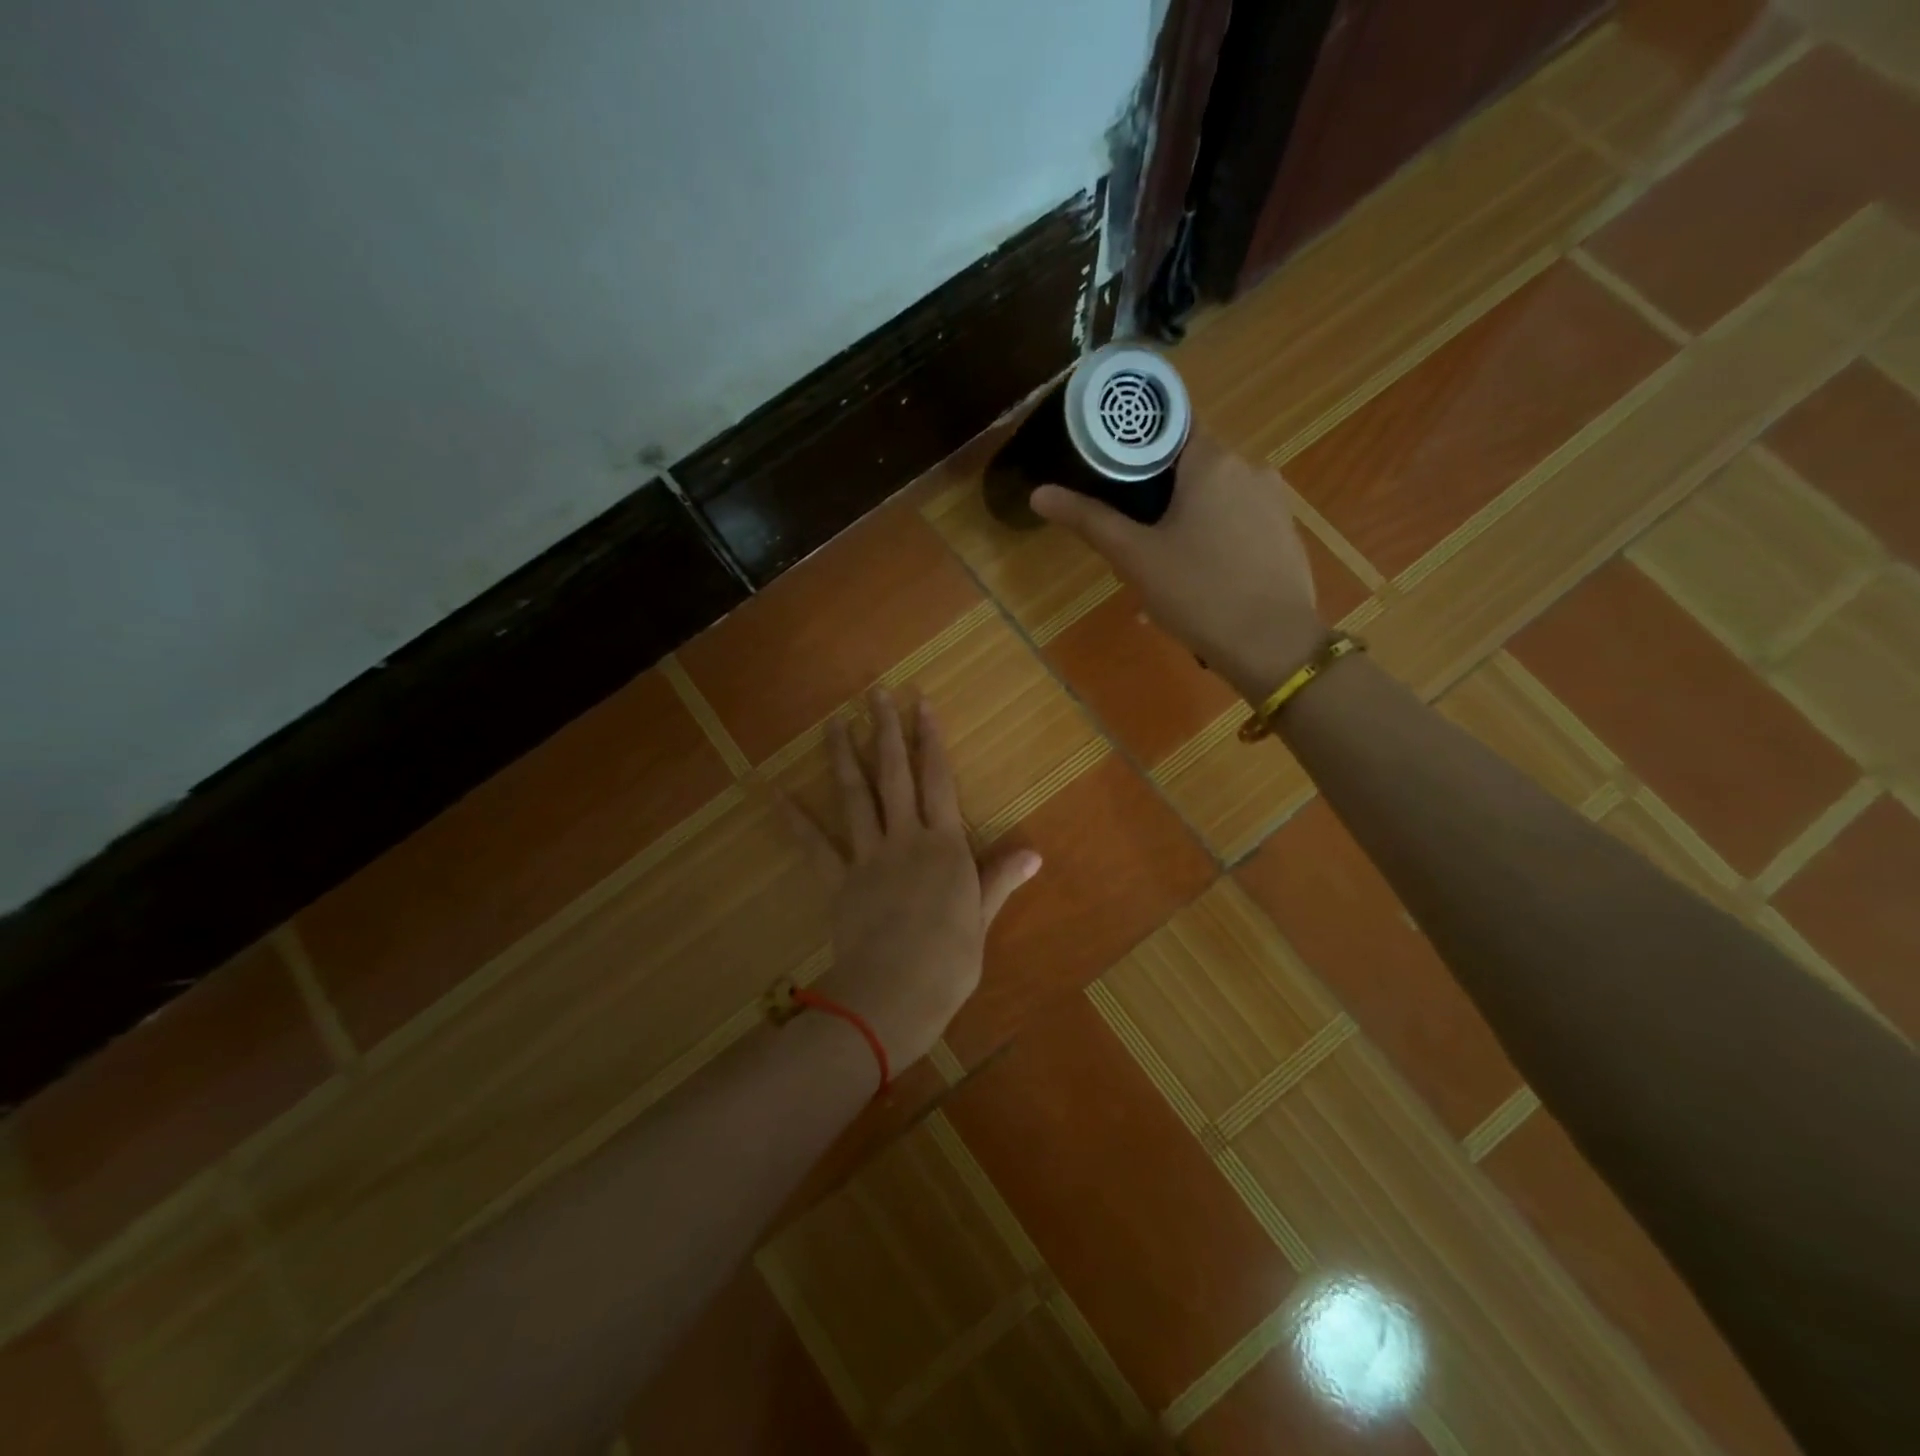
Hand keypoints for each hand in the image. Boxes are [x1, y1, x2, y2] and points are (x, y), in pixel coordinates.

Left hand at [781, 689, 1041, 1069]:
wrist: (894, 994)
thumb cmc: (948, 962)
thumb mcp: (981, 920)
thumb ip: (1000, 879)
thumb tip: (1034, 854)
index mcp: (944, 846)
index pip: (938, 780)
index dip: (930, 740)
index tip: (920, 704)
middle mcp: (905, 838)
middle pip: (894, 775)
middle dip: (886, 731)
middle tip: (876, 694)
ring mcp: (868, 856)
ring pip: (855, 797)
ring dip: (845, 757)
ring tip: (835, 722)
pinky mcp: (838, 880)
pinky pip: (814, 845)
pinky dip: (795, 818)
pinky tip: (777, 793)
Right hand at [1030, 429, 1326, 701]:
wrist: (1274, 646)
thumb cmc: (1198, 593)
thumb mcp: (1135, 557)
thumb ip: (1088, 520)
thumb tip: (1039, 493)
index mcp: (1212, 461)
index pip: (1169, 425)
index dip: (1135, 443)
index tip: (1109, 469)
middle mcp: (1250, 468)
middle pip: (1190, 465)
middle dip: (1157, 495)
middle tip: (1129, 534)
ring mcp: (1274, 501)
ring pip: (1215, 499)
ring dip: (1185, 522)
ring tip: (1160, 568)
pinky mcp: (1286, 534)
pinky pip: (1238, 524)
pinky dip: (1214, 541)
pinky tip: (1198, 582)